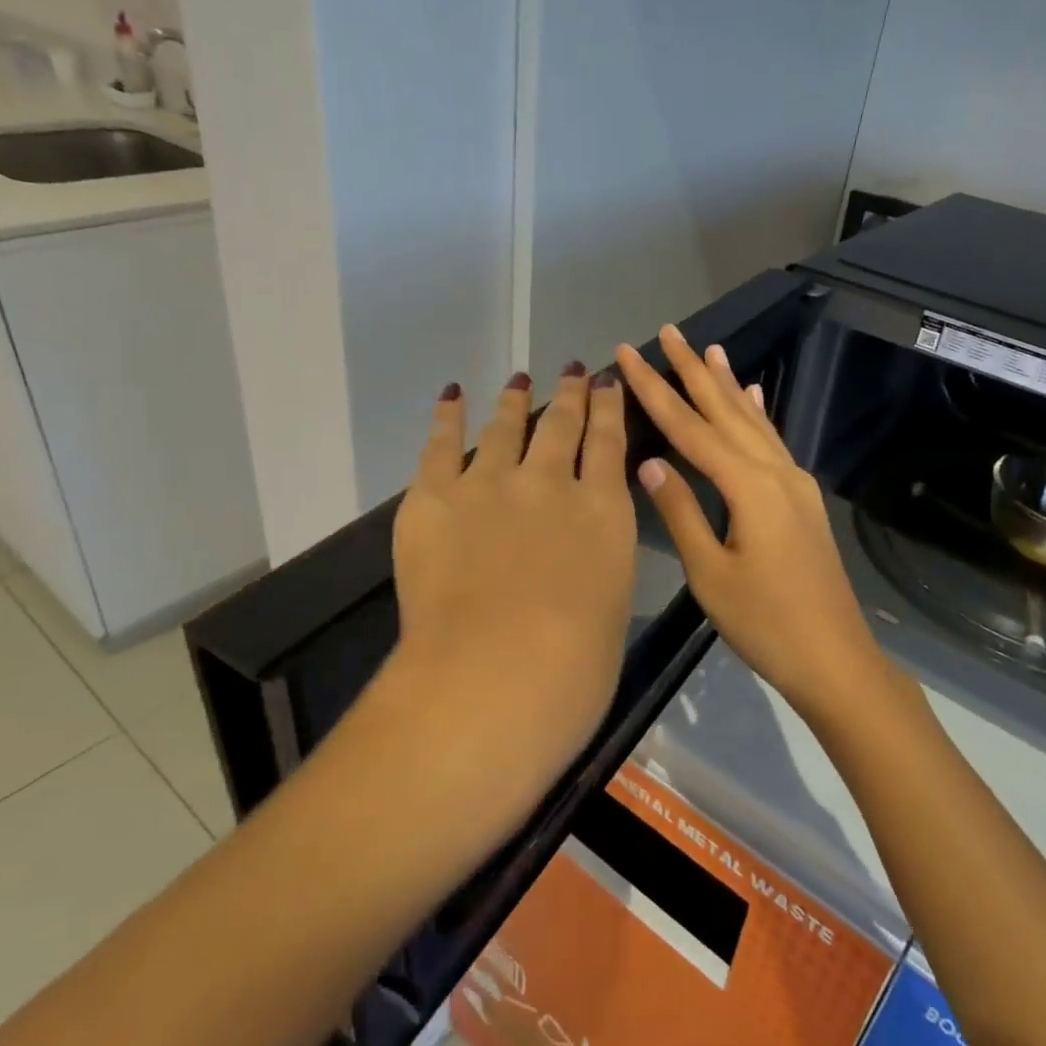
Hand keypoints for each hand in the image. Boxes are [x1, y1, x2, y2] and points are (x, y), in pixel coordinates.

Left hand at [387, 365, 636, 798]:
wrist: (495, 674)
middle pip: (562, 425)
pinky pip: (442, 444)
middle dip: (570, 395)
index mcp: (603, 510)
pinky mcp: (434, 497)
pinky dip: (448, 416)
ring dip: (516, 399)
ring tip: (520, 379)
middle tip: (572, 371)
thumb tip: (585, 549)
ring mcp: (490, 483)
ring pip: (507, 426)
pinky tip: (453, 395)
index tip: (606, 383)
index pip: (609, 443)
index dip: (609, 408)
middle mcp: (550, 482)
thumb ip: (599, 562)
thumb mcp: (611, 604)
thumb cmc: (574, 667)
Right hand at [614, 326, 886, 719]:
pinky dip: (757, 414)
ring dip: (726, 384)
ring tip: (709, 349)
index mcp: (749, 486)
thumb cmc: (766, 624)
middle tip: (669, 331)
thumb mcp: (712, 573)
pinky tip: (753, 397)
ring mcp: (794, 482)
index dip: (655, 390)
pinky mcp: (802, 498)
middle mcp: (775, 471)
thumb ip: (682, 512)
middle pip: (725, 411)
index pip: (691, 428)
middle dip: (693, 370)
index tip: (629, 354)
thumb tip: (650, 463)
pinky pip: (773, 442)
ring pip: (753, 421)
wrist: (835, 658)